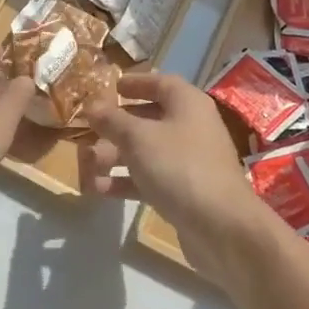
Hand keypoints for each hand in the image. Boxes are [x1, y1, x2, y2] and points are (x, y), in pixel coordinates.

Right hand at [81, 73, 269, 290]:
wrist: (221, 225)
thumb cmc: (179, 166)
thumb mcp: (138, 137)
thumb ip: (112, 120)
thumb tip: (92, 106)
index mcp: (187, 104)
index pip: (160, 83)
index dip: (135, 83)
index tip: (111, 87)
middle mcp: (192, 127)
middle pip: (150, 118)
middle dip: (117, 125)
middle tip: (89, 130)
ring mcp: (190, 161)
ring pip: (147, 151)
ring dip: (116, 155)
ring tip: (87, 163)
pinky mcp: (185, 191)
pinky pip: (151, 178)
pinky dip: (126, 181)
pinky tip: (99, 189)